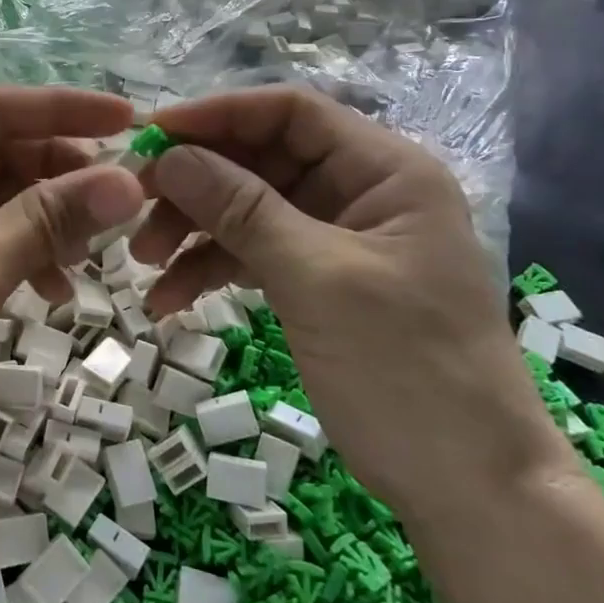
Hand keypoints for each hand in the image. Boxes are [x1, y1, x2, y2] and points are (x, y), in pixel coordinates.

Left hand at [0, 87, 143, 508]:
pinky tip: (56, 289)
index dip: (63, 110)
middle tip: (121, 200)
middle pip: (2, 153)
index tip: (129, 122)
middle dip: (62, 173)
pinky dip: (28, 258)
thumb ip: (48, 220)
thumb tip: (129, 180)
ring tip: (90, 253)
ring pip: (2, 202)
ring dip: (50, 220)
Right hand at [132, 86, 572, 525]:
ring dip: (194, 232)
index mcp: (385, 171)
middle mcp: (361, 193)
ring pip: (250, 211)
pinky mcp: (320, 283)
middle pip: (261, 161)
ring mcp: (338, 240)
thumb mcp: (316, 279)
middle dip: (196, 184)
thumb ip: (241, 210)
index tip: (151, 134)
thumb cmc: (406, 370)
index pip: (290, 113)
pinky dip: (213, 271)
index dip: (218, 114)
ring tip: (144, 265)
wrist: (469, 489)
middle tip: (134, 209)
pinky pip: (255, 256)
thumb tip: (169, 156)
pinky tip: (169, 299)